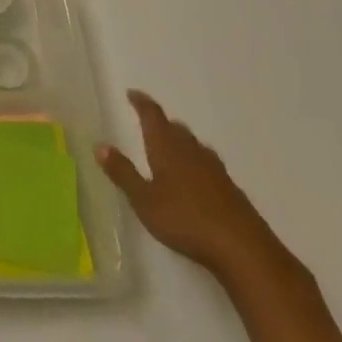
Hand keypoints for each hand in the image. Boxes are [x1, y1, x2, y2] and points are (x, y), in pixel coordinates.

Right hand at [97, 89, 285, 278]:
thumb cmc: (185, 220)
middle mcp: (190, 149)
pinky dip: (197, 162)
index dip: (141, 102)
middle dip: (161, 123)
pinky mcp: (230, 187)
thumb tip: (100, 145)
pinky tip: (197, 178)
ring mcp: (214, 168)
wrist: (242, 248)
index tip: (132, 94)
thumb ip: (123, 173)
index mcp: (166, 146)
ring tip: (171, 148)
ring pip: (193, 144)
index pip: (152, 114)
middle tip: (149, 123)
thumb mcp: (145, 200)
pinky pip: (208, 163)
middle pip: (175, 127)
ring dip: (180, 140)